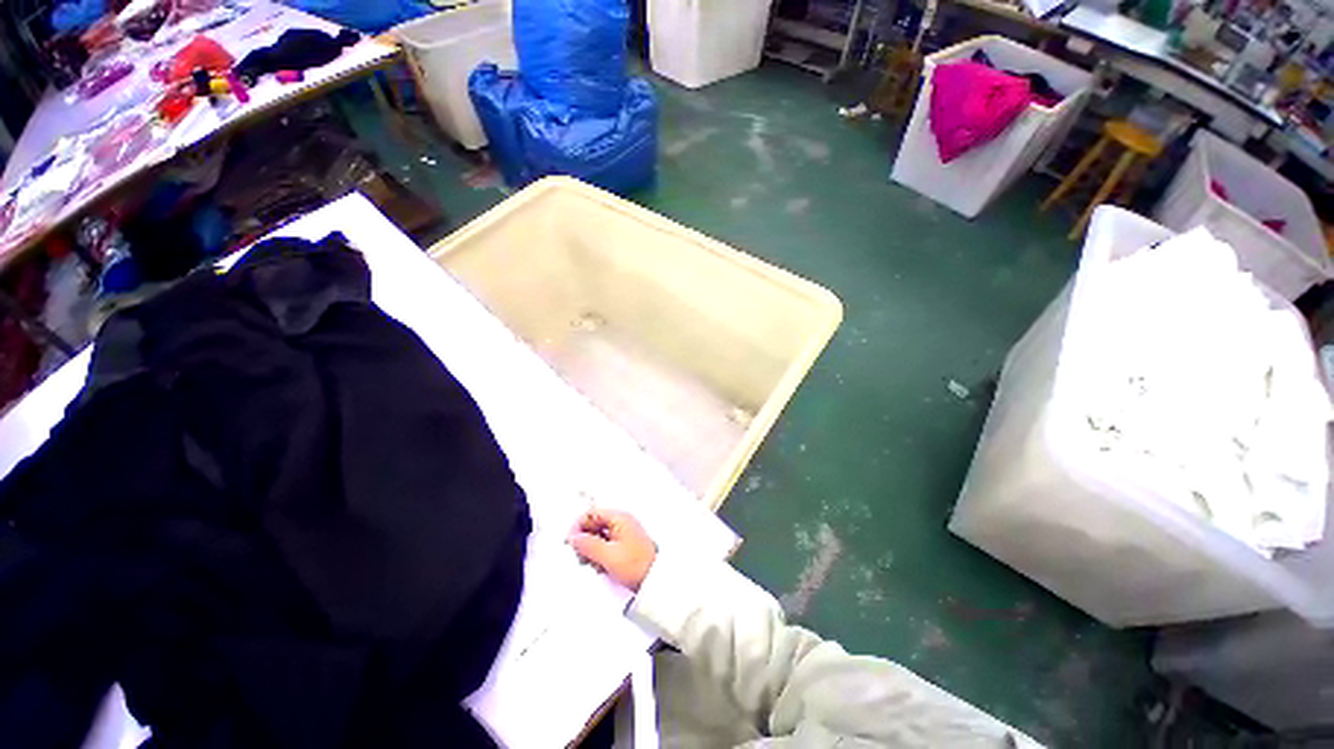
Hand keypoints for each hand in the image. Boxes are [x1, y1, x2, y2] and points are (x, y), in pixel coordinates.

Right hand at [567, 509, 657, 590]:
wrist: (656, 580)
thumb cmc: (636, 564)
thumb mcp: (608, 555)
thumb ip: (588, 545)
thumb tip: (573, 538)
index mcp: (618, 518)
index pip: (591, 513)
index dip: (578, 526)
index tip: (570, 542)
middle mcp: (621, 522)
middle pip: (594, 524)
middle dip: (585, 540)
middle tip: (582, 557)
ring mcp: (623, 533)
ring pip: (598, 536)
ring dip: (591, 549)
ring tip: (594, 564)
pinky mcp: (624, 545)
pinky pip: (605, 545)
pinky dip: (599, 554)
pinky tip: (601, 567)